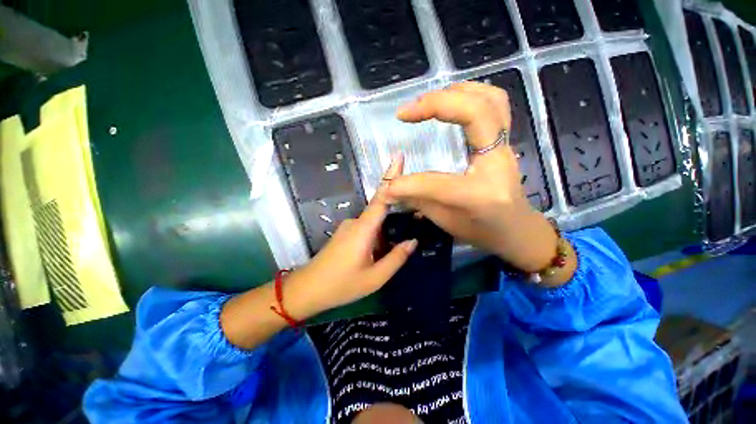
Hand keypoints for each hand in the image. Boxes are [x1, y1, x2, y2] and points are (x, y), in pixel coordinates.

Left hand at [284, 157, 416, 319]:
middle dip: (397, 214)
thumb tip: (413, 241)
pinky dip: (378, 237)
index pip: (382, 197)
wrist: (307, 290)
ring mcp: (349, 227)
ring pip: (375, 223)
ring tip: (396, 249)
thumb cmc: (341, 285)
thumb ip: (396, 258)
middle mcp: (356, 222)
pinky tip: (381, 253)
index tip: (399, 157)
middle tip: (413, 225)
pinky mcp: (345, 234)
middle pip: (381, 210)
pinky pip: (367, 229)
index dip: (391, 176)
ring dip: (387, 232)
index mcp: (364, 228)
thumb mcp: (375, 277)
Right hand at [389, 82, 573, 280]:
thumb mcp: (446, 221)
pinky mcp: (504, 141)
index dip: (408, 183)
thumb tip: (389, 188)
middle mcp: (499, 162)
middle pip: (477, 112)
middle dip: (436, 104)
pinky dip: (471, 94)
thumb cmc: (482, 229)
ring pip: (490, 99)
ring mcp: (506, 147)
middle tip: (406, 111)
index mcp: (482, 193)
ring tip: (427, 100)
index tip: (389, 185)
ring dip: (456, 91)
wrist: (516, 230)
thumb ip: (417, 200)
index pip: (438, 182)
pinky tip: (451, 101)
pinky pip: (495, 104)